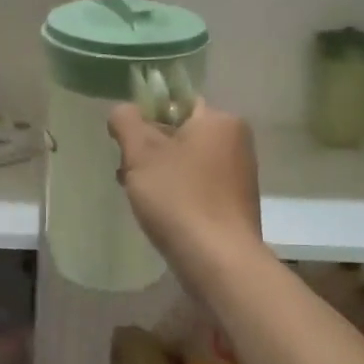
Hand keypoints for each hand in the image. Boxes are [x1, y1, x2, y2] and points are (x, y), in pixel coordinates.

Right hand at [108, 100, 263, 290]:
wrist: (218, 260)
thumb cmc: (178, 198)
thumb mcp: (141, 153)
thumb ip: (127, 122)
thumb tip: (124, 111)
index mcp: (220, 120)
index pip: (176, 103)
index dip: (146, 119)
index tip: (127, 145)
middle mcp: (237, 142)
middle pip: (181, 135)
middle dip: (150, 152)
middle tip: (128, 174)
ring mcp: (240, 175)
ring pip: (188, 163)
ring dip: (160, 175)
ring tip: (139, 198)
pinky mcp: (236, 205)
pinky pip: (199, 187)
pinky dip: (178, 194)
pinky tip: (162, 215)